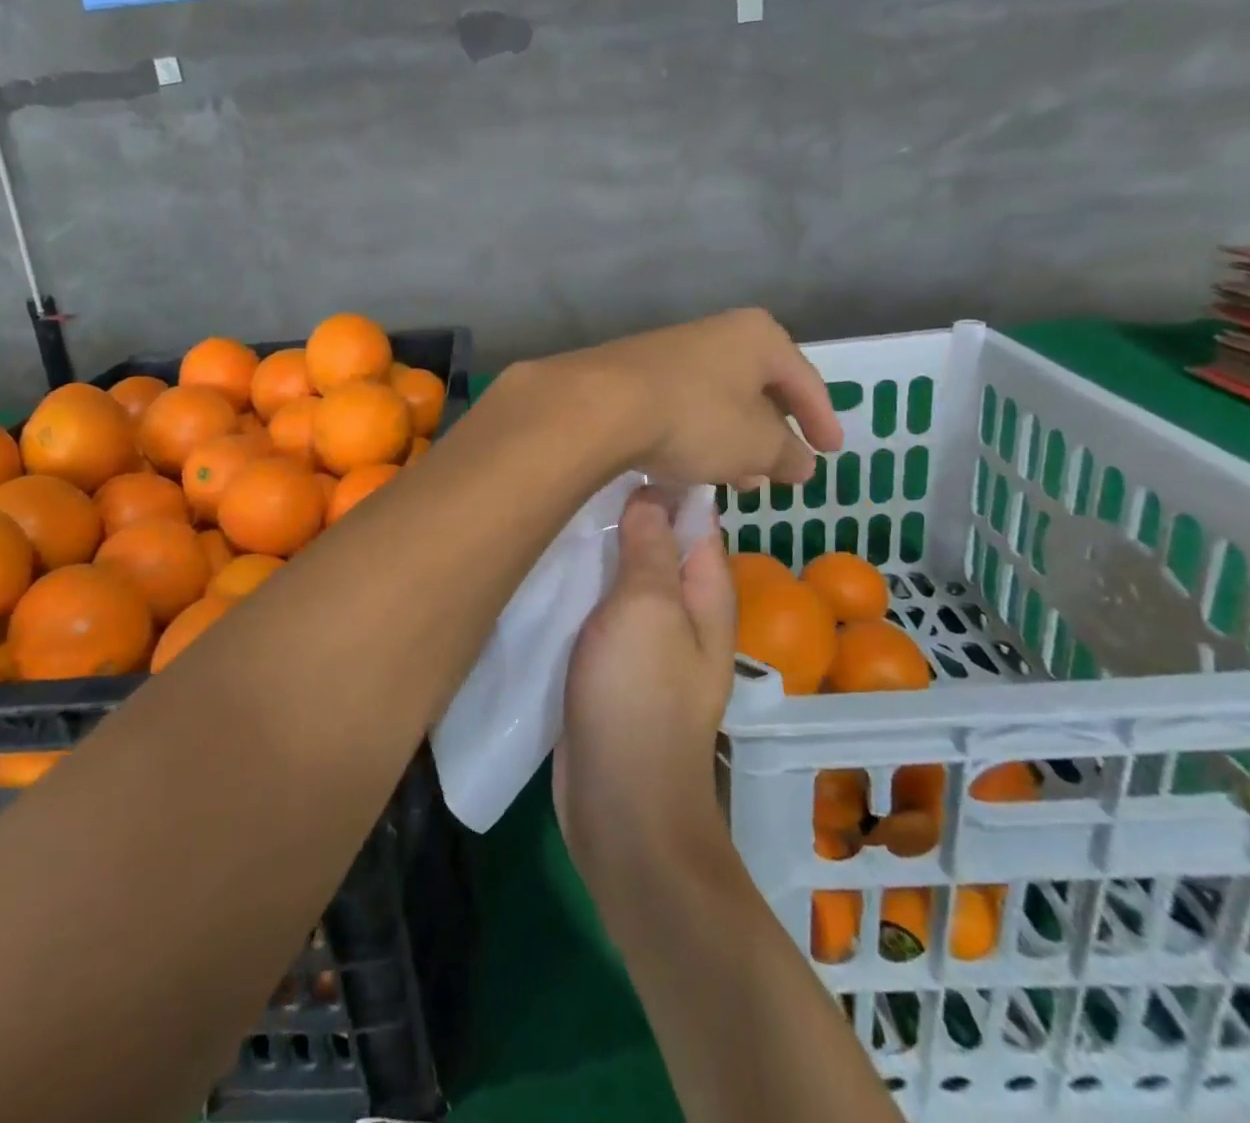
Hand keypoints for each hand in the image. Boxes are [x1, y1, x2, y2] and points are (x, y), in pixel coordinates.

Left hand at [532, 308, 842, 488]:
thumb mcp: (756, 445)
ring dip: (732, 442)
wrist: (600, 406)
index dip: (821, 419)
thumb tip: (803, 463)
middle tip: (778, 473)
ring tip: (737, 481)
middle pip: (757, 388)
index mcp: (757, 336)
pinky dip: (696, 436)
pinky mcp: (635, 375)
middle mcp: (714, 333)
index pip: (804, 380)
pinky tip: (691, 466)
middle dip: (770, 436)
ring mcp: (670, 352)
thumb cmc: (696, 417)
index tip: (831, 451)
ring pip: (717, 402)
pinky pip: (681, 407)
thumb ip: (787, 454)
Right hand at [554, 489, 739, 901]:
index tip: (616, 443)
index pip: (693, 516)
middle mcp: (680, 609)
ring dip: (595, 546)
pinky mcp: (608, 662)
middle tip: (569, 471)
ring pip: (620, 573)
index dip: (663, 477)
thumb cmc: (640, 699)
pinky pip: (596, 608)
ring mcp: (643, 638)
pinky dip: (578, 583)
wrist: (620, 805)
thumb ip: (650, 548)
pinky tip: (545, 561)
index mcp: (704, 591)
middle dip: (621, 508)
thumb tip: (652, 490)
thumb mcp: (646, 609)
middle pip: (654, 541)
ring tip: (552, 506)